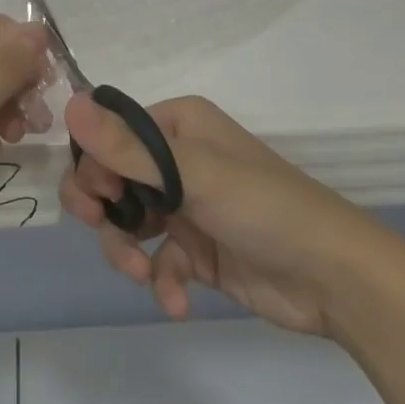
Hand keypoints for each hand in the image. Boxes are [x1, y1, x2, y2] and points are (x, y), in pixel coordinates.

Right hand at [60, 93, 395, 343]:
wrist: (335, 278)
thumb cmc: (263, 207)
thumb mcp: (193, 174)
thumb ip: (127, 147)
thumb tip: (69, 101)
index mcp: (177, 125)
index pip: (110, 134)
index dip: (94, 165)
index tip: (99, 197)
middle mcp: (178, 159)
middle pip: (111, 178)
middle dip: (103, 209)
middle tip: (102, 226)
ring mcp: (187, 206)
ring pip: (127, 222)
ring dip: (126, 252)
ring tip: (142, 275)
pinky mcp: (197, 250)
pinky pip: (157, 260)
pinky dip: (161, 281)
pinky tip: (178, 301)